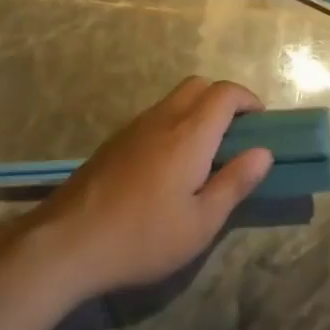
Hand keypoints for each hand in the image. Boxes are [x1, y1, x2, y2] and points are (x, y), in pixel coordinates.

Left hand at [33, 77, 272, 300]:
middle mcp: (162, 119)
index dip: (248, 100)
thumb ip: (235, 183)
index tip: (261, 124)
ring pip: (173, 100)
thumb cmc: (142, 237)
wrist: (65, 244)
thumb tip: (264, 153)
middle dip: (223, 99)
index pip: (225, 93)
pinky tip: (169, 166)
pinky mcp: (113, 143)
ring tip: (205, 153)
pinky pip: (154, 117)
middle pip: (198, 85)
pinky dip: (174, 124)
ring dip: (197, 111)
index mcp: (189, 134)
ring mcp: (133, 128)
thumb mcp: (201, 222)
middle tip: (235, 134)